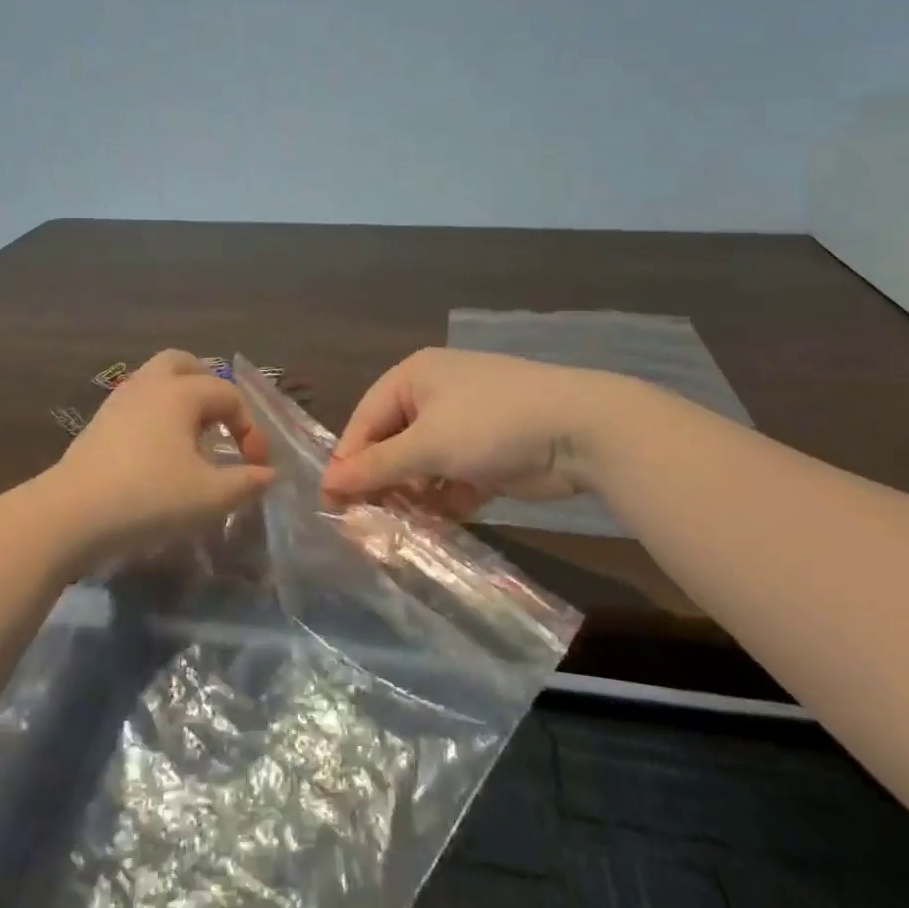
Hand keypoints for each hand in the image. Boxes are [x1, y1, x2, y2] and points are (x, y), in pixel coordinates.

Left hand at [48, 350, 274, 563]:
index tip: (255, 466)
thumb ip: (247, 482)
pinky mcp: (98, 423)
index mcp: (181, 392)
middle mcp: (150, 385)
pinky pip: (138, 404)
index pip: (229, 395)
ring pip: (156, 381)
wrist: (70, 515)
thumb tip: (268, 474)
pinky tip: (160, 453)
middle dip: (209, 388)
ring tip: (193, 440)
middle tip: (221, 423)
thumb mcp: (210, 497)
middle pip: (184, 364)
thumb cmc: (149, 498)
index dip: (251, 428)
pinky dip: (157, 416)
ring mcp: (118, 401)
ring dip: (181, 401)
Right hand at [322, 348, 608, 514]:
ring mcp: (463, 427)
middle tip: (364, 523)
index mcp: (414, 377)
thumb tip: (327, 484)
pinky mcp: (487, 456)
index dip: (349, 460)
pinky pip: (450, 480)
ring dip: (411, 496)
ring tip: (398, 530)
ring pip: (421, 466)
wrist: (581, 431)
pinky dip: (442, 502)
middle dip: (382, 482)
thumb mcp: (427, 444)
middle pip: (392, 443)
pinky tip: (434, 527)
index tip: (332, 503)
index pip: (366, 419)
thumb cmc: (491, 424)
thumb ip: (377, 466)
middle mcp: (434, 397)